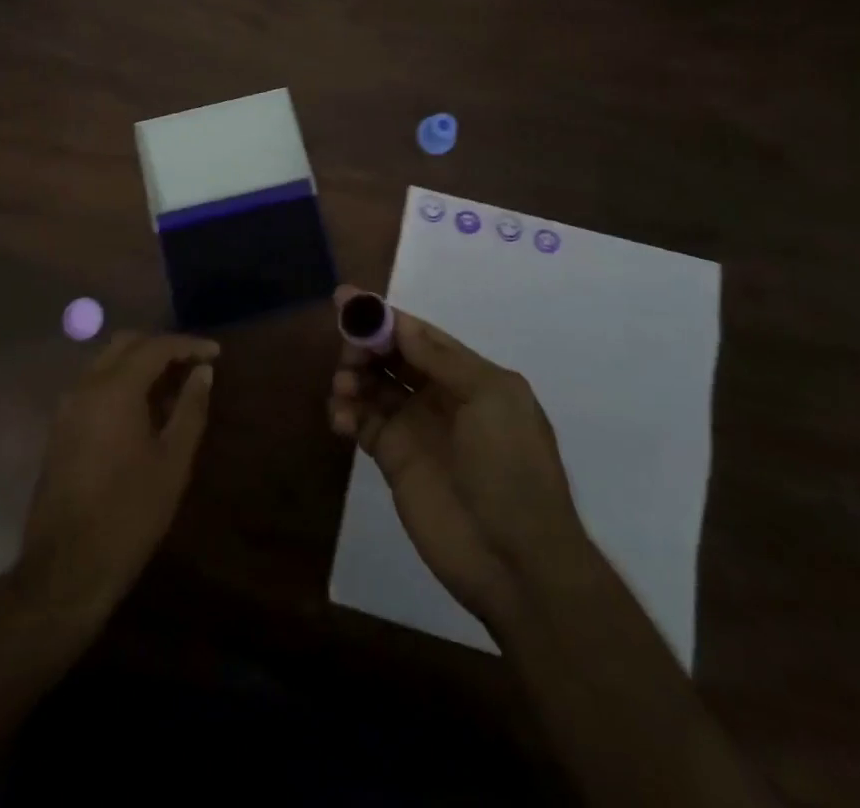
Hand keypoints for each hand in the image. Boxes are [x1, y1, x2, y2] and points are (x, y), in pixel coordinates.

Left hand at [19, 330, 217, 618]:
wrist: (66, 568)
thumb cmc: (129, 514)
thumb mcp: (173, 462)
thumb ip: (190, 409)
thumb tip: (203, 372)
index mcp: (114, 389)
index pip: (155, 346)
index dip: (188, 345)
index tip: (216, 353)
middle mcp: (86, 385)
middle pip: (126, 343)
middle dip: (161, 346)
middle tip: (193, 364)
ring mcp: (67, 405)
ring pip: (106, 361)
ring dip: (139, 362)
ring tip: (173, 385)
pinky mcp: (60, 426)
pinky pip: (94, 384)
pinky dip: (120, 381)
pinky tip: (143, 407)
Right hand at [328, 285, 585, 632]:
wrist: (516, 561)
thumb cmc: (511, 468)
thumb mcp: (491, 399)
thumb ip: (442, 359)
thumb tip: (401, 324)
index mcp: (470, 376)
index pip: (419, 335)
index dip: (384, 316)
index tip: (346, 299)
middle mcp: (441, 396)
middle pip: (391, 355)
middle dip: (364, 344)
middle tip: (347, 352)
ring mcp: (416, 428)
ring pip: (373, 385)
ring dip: (352, 376)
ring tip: (344, 388)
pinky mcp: (394, 460)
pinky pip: (363, 422)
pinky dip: (347, 413)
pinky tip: (343, 419)